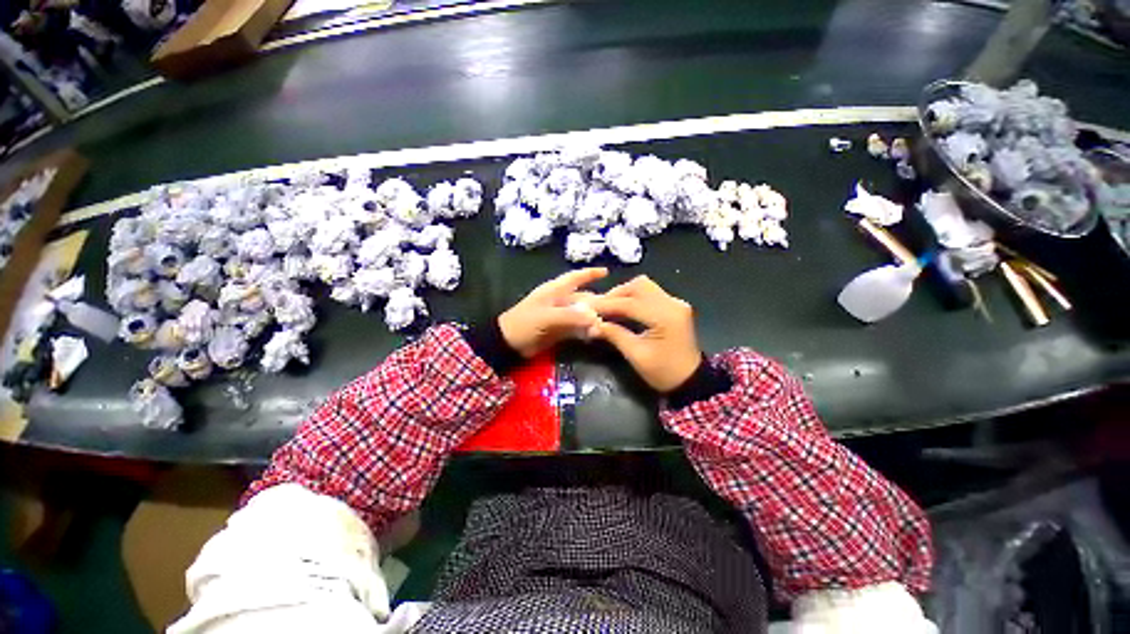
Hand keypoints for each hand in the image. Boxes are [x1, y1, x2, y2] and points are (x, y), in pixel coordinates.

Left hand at [498, 268, 607, 358]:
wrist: (508, 343)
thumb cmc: (524, 323)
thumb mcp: (546, 317)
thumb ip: (570, 317)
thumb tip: (594, 318)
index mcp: (554, 291)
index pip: (575, 278)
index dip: (590, 273)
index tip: (606, 271)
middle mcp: (560, 301)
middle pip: (583, 298)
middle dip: (598, 301)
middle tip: (616, 307)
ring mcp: (560, 316)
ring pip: (582, 314)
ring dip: (593, 319)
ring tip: (607, 323)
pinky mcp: (560, 330)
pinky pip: (577, 328)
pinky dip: (585, 331)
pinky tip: (594, 335)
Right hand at [587, 276, 701, 392]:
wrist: (691, 381)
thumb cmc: (663, 372)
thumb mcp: (636, 355)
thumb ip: (614, 335)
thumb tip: (592, 324)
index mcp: (665, 317)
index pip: (630, 303)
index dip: (606, 305)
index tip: (587, 308)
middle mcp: (673, 304)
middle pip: (639, 286)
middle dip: (616, 294)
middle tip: (600, 308)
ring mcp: (675, 303)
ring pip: (644, 287)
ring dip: (624, 294)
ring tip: (609, 308)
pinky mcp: (674, 306)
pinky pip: (650, 294)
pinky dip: (634, 298)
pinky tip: (623, 309)